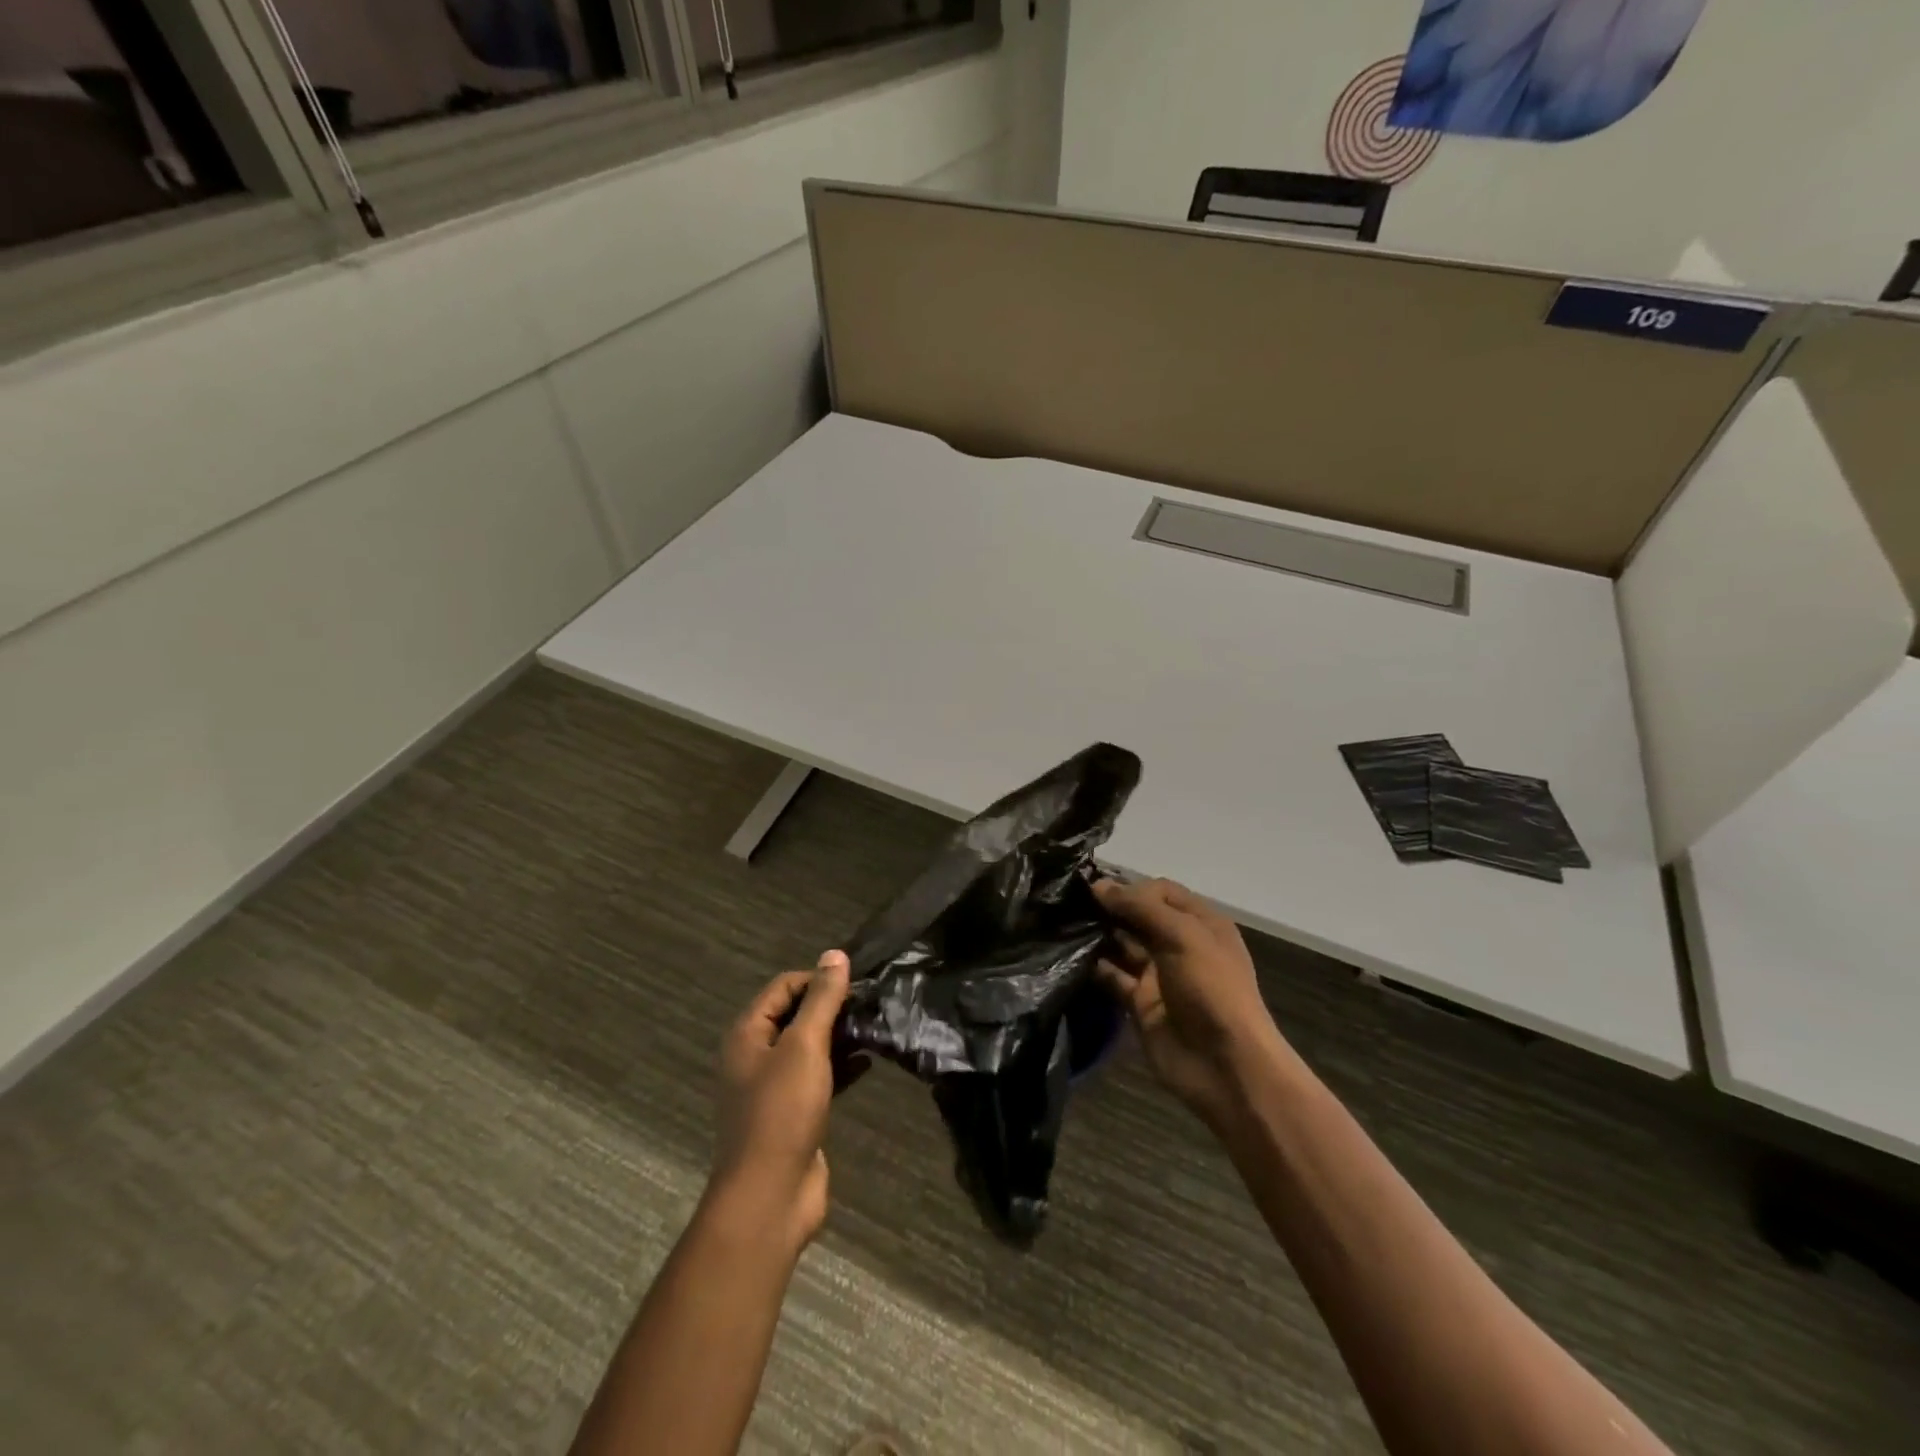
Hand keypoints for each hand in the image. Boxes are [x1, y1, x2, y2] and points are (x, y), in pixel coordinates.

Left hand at [711, 951, 862, 1252]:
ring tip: (876, 1026)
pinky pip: (819, 1075)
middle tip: (872, 1003)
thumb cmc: (782, 1112)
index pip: (784, 986)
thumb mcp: (805, 1046)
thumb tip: (835, 954)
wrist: (769, 1196)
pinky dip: (842, 1064)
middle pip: (797, 1014)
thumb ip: (822, 999)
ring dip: (840, 1035)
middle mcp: (756, 1054)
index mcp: (748, 1034)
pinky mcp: (794, 1112)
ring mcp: (774, 1086)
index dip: (818, 979)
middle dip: (833, 1006)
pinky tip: (869, 1060)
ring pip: (810, 1046)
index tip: (856, 984)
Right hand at [1093, 878, 1289, 1129]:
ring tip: (1062, 924)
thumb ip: (1140, 907)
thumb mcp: (1182, 936)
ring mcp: (1159, 975)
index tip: (1094, 886)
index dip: (1131, 887)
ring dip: (1098, 935)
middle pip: (1139, 917)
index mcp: (1200, 923)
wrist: (1226, 1066)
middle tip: (1068, 901)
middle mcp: (1179, 944)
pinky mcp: (1141, 1003)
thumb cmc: (1212, 988)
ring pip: (1123, 945)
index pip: (1161, 892)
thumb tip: (1098, 885)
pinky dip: (1094, 967)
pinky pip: (1114, 977)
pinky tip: (1069, 956)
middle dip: (1110, 908)